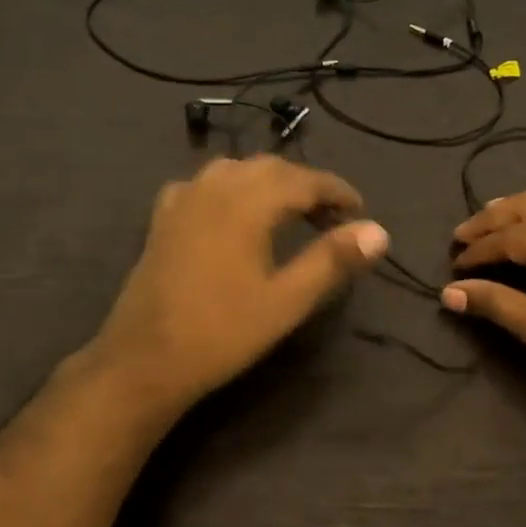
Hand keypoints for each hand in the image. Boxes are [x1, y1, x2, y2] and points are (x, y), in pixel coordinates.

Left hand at [88, 155, 388, 412]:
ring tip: (288, 211)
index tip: (360, 210)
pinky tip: (231, 212)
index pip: (304, 180)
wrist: (146, 358)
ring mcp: (183, 200)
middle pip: (270, 168)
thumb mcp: (288, 300)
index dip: (336, 191)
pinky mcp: (163, 218)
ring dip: (268, 182)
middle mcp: (214, 187)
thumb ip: (332, 260)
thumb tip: (379, 231)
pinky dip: (229, 189)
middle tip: (331, 216)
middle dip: (305, 185)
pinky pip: (203, 185)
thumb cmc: (223, 332)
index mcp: (248, 202)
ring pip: (235, 170)